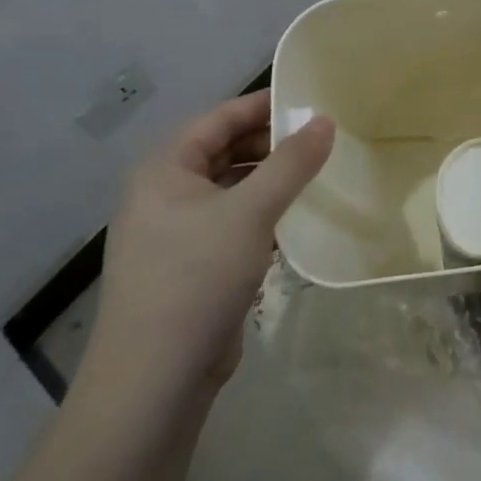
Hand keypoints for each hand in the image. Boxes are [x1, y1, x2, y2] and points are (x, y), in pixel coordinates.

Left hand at [82, 92, 334, 423]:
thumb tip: (325, 121)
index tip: (309, 100)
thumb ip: (291, 163)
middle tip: (321, 139)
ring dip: (269, 180)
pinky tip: (294, 218)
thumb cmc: (197, 276)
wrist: (154, 379)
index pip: (219, 119)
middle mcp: (164, 194)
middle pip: (223, 152)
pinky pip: (231, 223)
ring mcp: (174, 233)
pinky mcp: (190, 267)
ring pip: (230, 189)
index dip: (263, 105)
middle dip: (270, 143)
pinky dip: (261, 213)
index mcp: (164, 170)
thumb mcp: (251, 211)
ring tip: (315, 174)